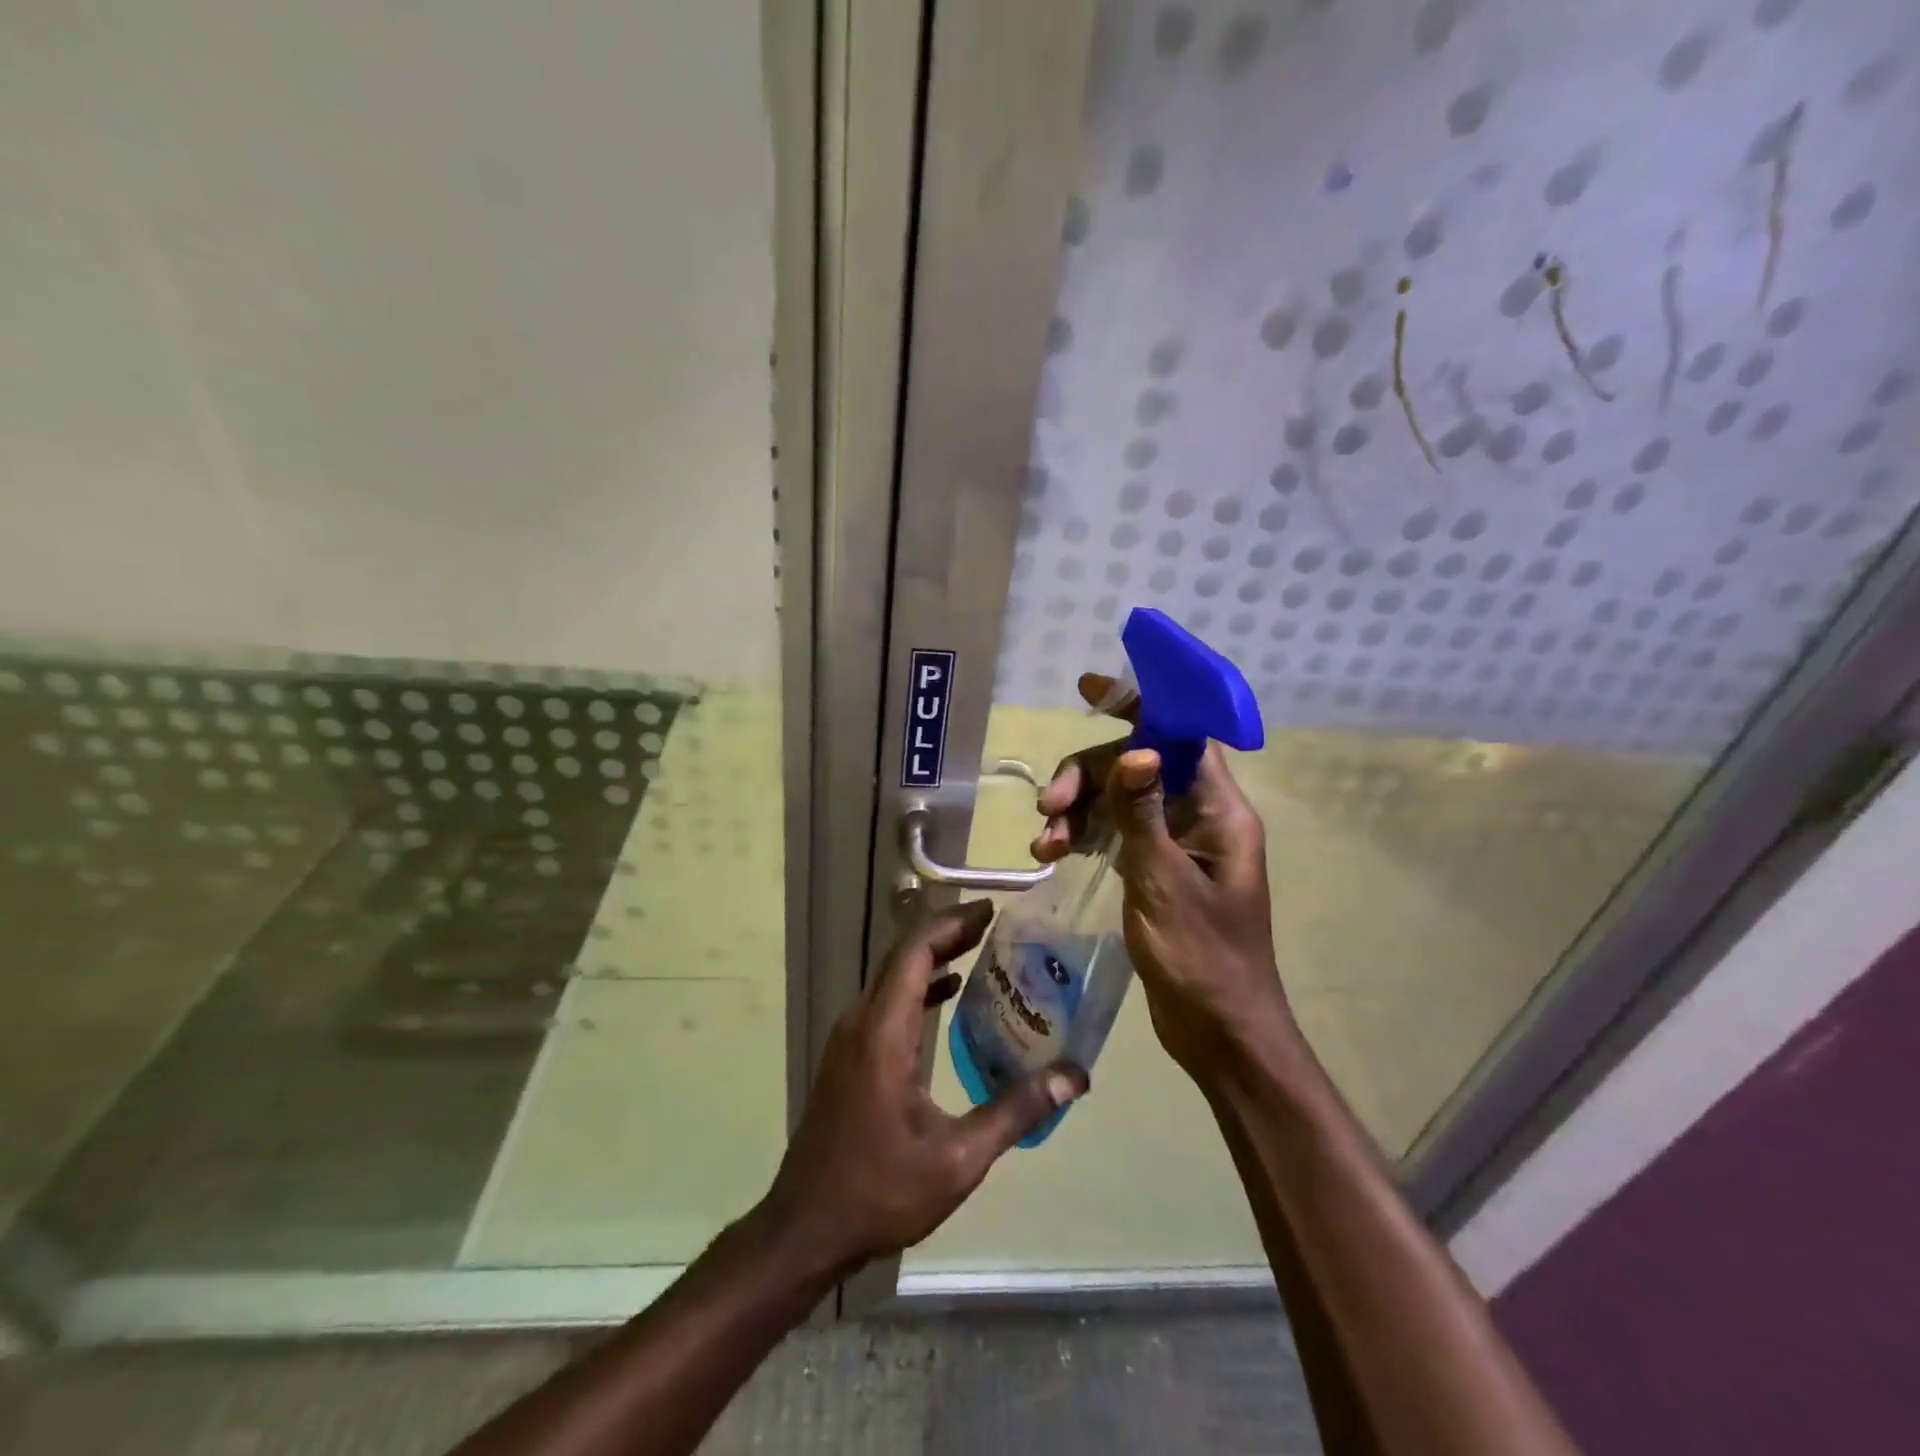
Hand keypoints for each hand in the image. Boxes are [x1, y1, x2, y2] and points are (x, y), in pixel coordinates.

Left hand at [761, 901, 1086, 1274]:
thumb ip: (1015, 1111)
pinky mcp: (848, 1057)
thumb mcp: (957, 1159)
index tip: (989, 911)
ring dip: (931, 957)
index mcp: (882, 1033)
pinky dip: (917, 986)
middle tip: (992, 924)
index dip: (951, 925)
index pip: (914, 953)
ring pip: (891, 977)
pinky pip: (884, 1002)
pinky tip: (946, 995)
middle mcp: (860, 1022)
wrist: (806, 1229)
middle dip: (946, 933)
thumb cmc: (880, 1191)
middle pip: (902, 957)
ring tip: (977, 949)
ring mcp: (848, 1039)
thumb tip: (1073, 1077)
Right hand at [1034, 674, 1296, 1081]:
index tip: (1091, 690)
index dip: (1141, 706)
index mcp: (1219, 811)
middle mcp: (1200, 817)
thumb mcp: (1164, 881)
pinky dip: (1084, 837)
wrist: (1219, 1033)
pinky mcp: (1155, 869)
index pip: (1183, 735)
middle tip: (1047, 807)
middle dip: (1087, 777)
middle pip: (1137, 766)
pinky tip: (1053, 856)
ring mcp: (1176, 844)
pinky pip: (1115, 833)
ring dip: (1077, 812)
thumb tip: (1137, 750)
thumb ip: (1145, 813)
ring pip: (1118, 800)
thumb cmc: (1202, 958)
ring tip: (1044, 845)